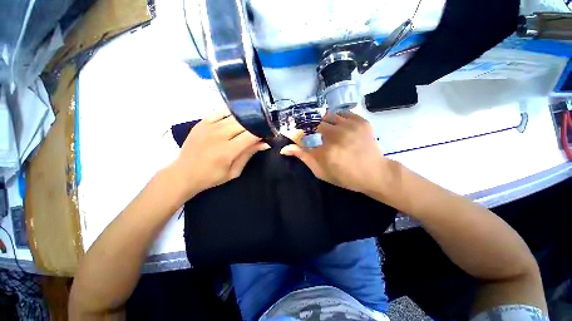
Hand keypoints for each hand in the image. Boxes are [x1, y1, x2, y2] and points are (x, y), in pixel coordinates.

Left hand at [170, 110, 268, 199]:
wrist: (184, 173)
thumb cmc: (211, 176)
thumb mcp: (234, 171)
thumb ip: (248, 155)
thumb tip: (265, 144)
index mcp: (227, 151)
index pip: (251, 135)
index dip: (262, 133)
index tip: (267, 135)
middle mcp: (219, 135)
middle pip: (244, 124)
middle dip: (255, 126)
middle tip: (260, 130)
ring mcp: (209, 126)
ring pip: (234, 116)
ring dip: (245, 119)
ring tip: (251, 123)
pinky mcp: (202, 122)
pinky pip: (220, 111)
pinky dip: (231, 113)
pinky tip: (237, 117)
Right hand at [280, 112, 387, 193]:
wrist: (374, 173)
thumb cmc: (345, 176)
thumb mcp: (321, 171)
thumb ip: (304, 157)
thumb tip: (284, 149)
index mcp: (326, 150)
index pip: (305, 137)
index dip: (304, 138)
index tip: (307, 141)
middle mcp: (338, 135)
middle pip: (319, 124)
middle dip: (318, 131)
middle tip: (323, 140)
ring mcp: (351, 126)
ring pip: (331, 115)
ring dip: (328, 123)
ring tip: (333, 133)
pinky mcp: (362, 122)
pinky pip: (344, 113)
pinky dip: (340, 119)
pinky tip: (343, 128)